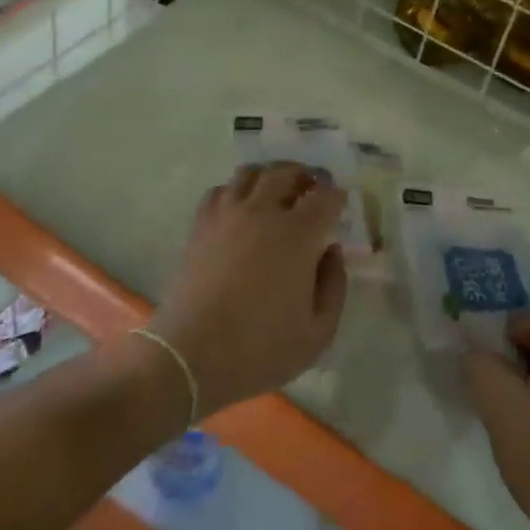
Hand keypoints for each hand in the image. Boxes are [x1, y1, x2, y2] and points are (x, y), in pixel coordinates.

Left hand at [148, 164, 348, 414]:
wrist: (190, 356)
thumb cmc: (260, 349)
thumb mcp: (318, 332)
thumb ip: (334, 286)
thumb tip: (331, 251)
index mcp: (298, 235)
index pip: (325, 196)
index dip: (337, 197)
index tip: (340, 206)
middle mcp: (262, 212)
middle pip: (287, 172)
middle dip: (306, 177)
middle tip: (312, 191)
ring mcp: (227, 214)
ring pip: (251, 173)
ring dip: (270, 177)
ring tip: (277, 194)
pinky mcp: (201, 225)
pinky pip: (221, 190)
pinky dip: (236, 191)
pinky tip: (241, 210)